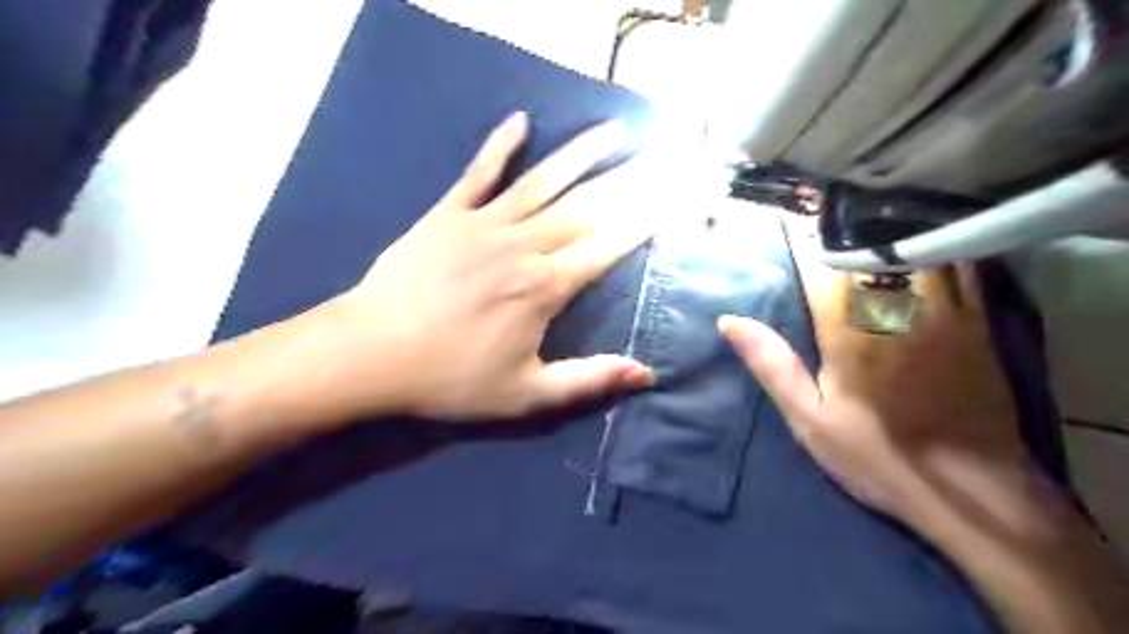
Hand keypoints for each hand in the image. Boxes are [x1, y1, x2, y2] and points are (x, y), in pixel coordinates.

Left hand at [315, 113, 653, 421]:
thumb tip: (646, 375)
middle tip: (660, 153)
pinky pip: (478, 173)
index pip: (605, 248)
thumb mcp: (526, 395)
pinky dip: (499, 146)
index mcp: (545, 287)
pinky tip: (520, 121)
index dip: (641, 224)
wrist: (370, 353)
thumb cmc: (450, 378)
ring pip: (543, 181)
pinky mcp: (447, 215)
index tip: (670, 202)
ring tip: (614, 129)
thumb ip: (588, 380)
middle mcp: (523, 246)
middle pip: (586, 207)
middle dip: (628, 180)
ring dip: (582, 153)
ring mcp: (483, 224)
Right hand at [717, 222, 1029, 527]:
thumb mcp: (810, 418)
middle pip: (869, 247)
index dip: (801, 238)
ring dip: (889, 228)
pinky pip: (959, 265)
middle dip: (843, 225)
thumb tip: (729, 321)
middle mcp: (897, 308)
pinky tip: (922, 239)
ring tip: (866, 213)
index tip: (785, 215)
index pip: (819, 266)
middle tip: (822, 205)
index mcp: (849, 329)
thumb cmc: (877, 455)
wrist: (970, 489)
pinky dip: (936, 246)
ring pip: (916, 247)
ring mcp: (944, 311)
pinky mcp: (977, 322)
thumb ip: (772, 364)